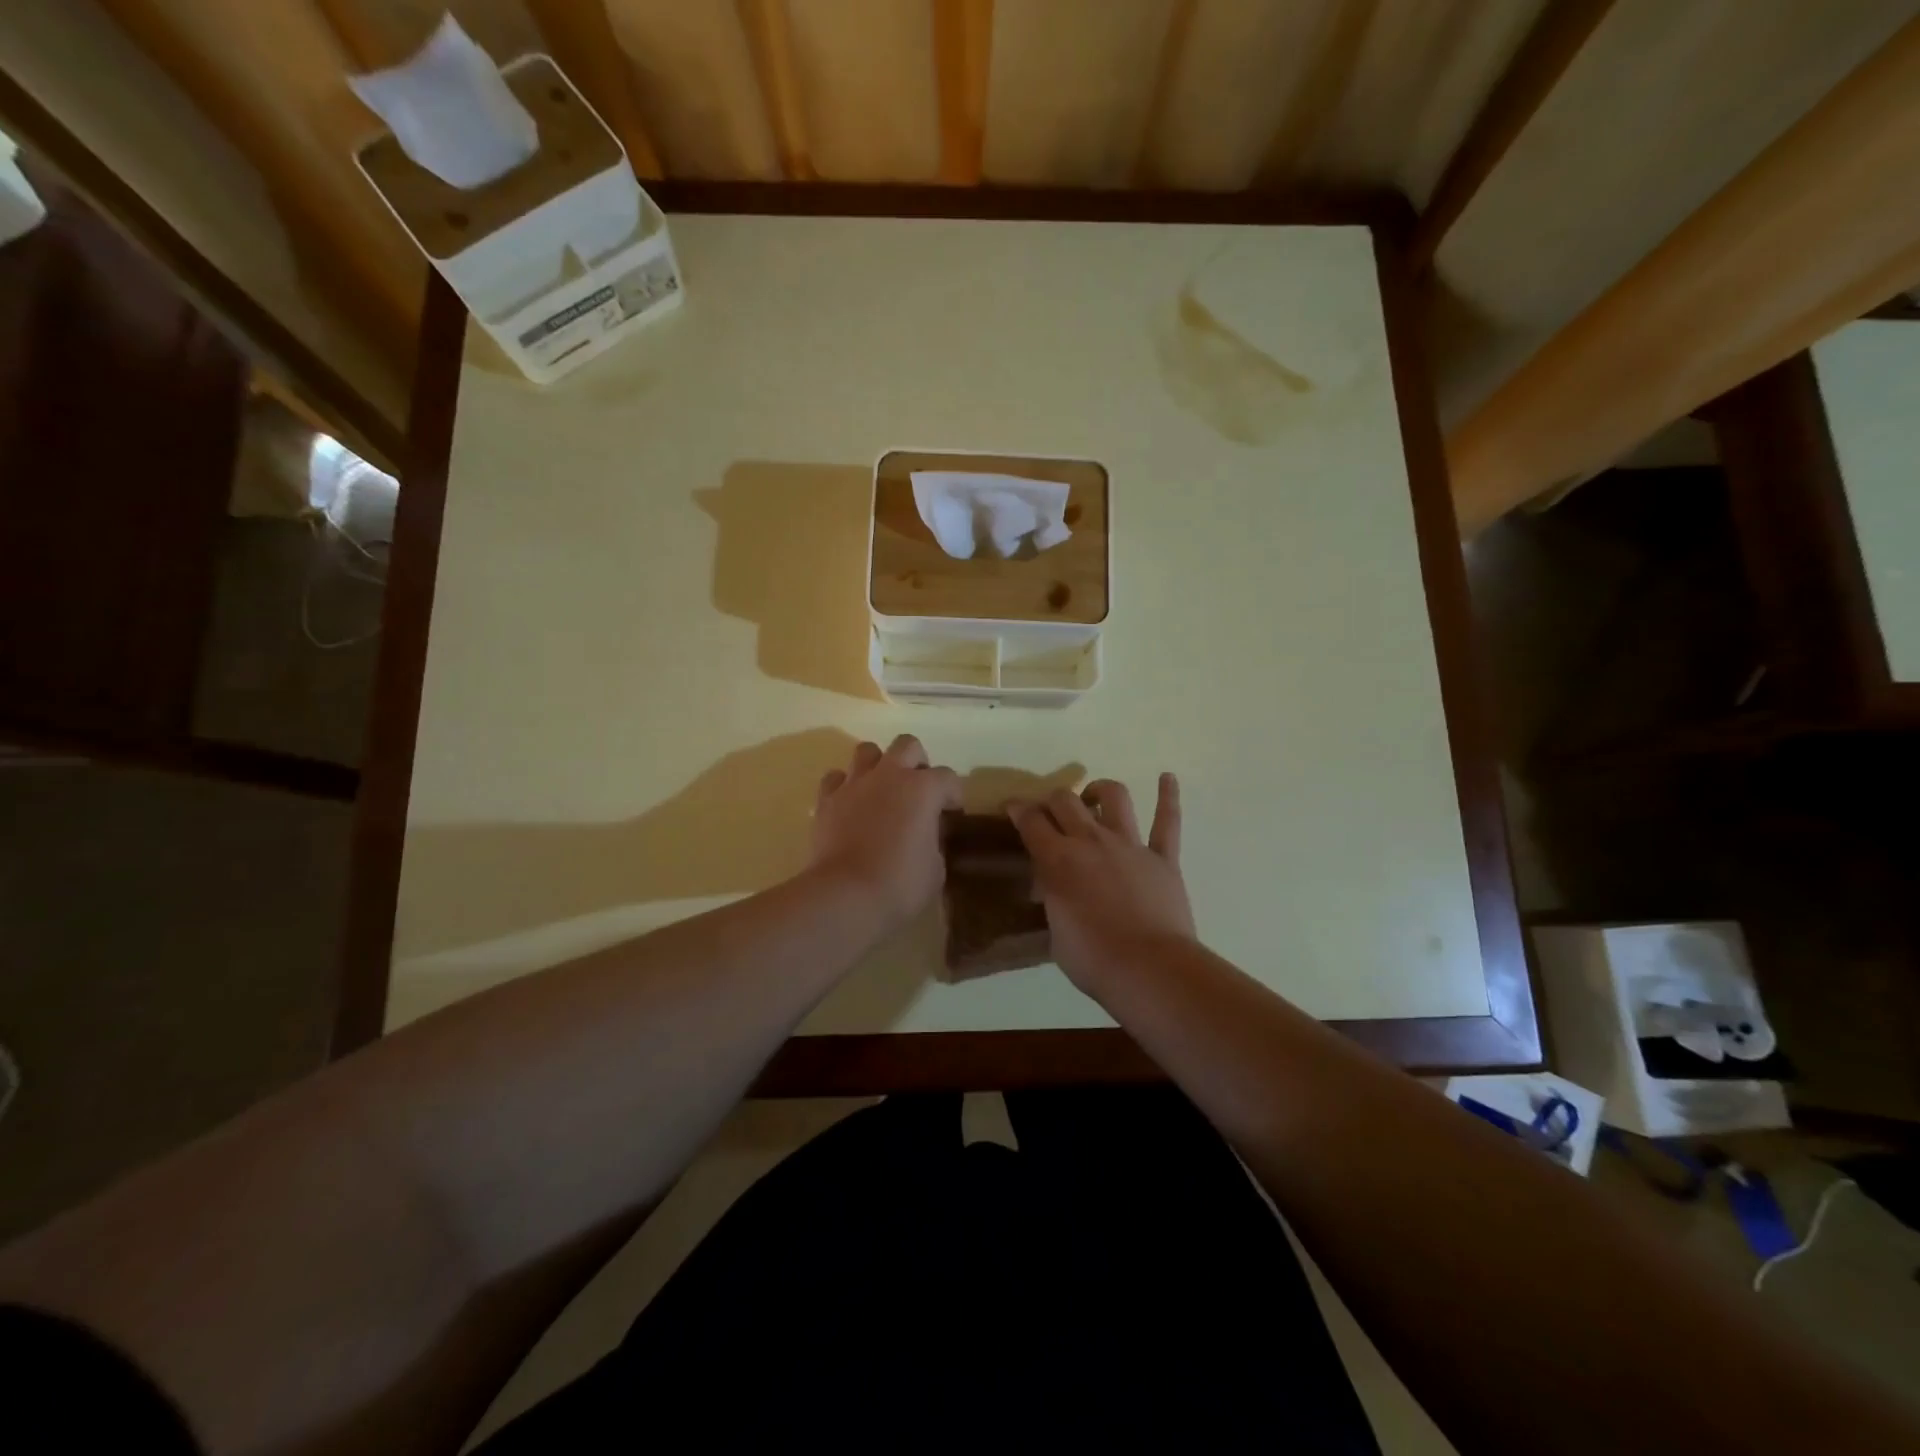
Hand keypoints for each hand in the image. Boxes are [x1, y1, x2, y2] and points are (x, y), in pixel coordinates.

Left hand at [810, 735, 961, 928]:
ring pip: (867, 750)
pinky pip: (836, 778)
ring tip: (882, 790)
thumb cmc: (901, 884)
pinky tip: (850, 804)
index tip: (952, 814)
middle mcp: (890, 775)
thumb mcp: (935, 868)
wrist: (845, 895)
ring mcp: (855, 783)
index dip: (953, 795)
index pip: (948, 778)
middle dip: (917, 763)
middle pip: (907, 745)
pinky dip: (844, 786)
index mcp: (924, 789)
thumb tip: (925, 836)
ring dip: (878, 765)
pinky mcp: (826, 799)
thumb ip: (933, 841)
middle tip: (918, 791)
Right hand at [1009, 774, 1194, 994]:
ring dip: (1100, 790)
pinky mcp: (1163, 857)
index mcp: (1058, 860)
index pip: (1031, 821)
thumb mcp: (1055, 932)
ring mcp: (1130, 845)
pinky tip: (1167, 777)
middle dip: (1053, 800)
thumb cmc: (1094, 960)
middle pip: (1067, 801)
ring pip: (1115, 797)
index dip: (1018, 809)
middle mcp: (1091, 841)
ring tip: (1094, 798)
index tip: (1013, 806)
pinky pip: (1167, 821)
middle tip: (1050, 812)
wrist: (1149, 970)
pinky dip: (1168, 796)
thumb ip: (1054, 900)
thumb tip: (1054, 888)